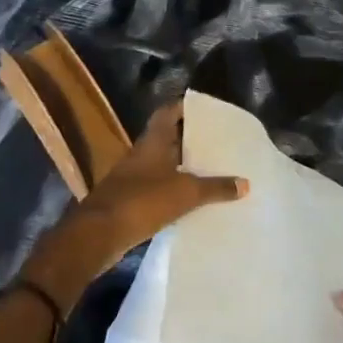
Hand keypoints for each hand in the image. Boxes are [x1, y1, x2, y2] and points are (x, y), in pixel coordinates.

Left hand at [24, 100, 246, 305]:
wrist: (97, 235)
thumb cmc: (142, 201)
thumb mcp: (186, 193)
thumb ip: (216, 187)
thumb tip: (245, 183)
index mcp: (153, 141)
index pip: (169, 111)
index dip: (186, 106)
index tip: (208, 109)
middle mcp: (141, 153)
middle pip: (167, 137)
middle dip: (189, 138)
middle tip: (216, 140)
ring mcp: (132, 177)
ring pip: (162, 163)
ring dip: (181, 165)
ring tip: (209, 168)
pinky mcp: (129, 199)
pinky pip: (156, 186)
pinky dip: (172, 188)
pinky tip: (190, 198)